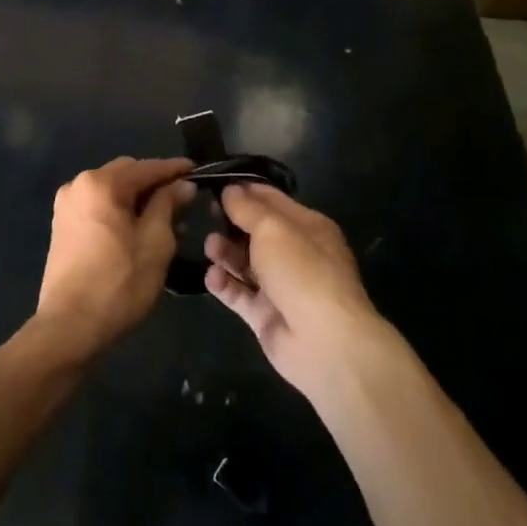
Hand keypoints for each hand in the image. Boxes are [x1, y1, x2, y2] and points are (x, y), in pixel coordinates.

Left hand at [36, 157, 193, 355]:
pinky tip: (137, 228)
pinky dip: (119, 210)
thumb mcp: (155, 242)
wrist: (69, 327)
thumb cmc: (119, 283)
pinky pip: (97, 206)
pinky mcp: (62, 226)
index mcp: (100, 184)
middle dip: (154, 183)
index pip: (146, 168)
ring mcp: (66, 206)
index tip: (197, 171)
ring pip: (111, 191)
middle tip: (183, 199)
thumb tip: (182, 185)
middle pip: (125, 174)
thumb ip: (168, 204)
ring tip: (164, 217)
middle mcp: (78, 185)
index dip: (174, 169)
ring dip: (137, 198)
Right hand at [204, 184, 384, 400]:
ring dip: (226, 253)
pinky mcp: (265, 315)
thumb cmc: (301, 271)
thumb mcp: (272, 229)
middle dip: (231, 223)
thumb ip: (247, 208)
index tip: (213, 183)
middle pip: (256, 232)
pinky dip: (225, 284)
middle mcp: (295, 254)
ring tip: (210, 247)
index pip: (272, 200)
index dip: (244, 190)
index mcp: (307, 227)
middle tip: (203, 214)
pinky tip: (211, 277)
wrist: (323, 342)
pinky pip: (240, 294)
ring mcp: (281, 286)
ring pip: (246, 263)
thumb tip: (230, 190)